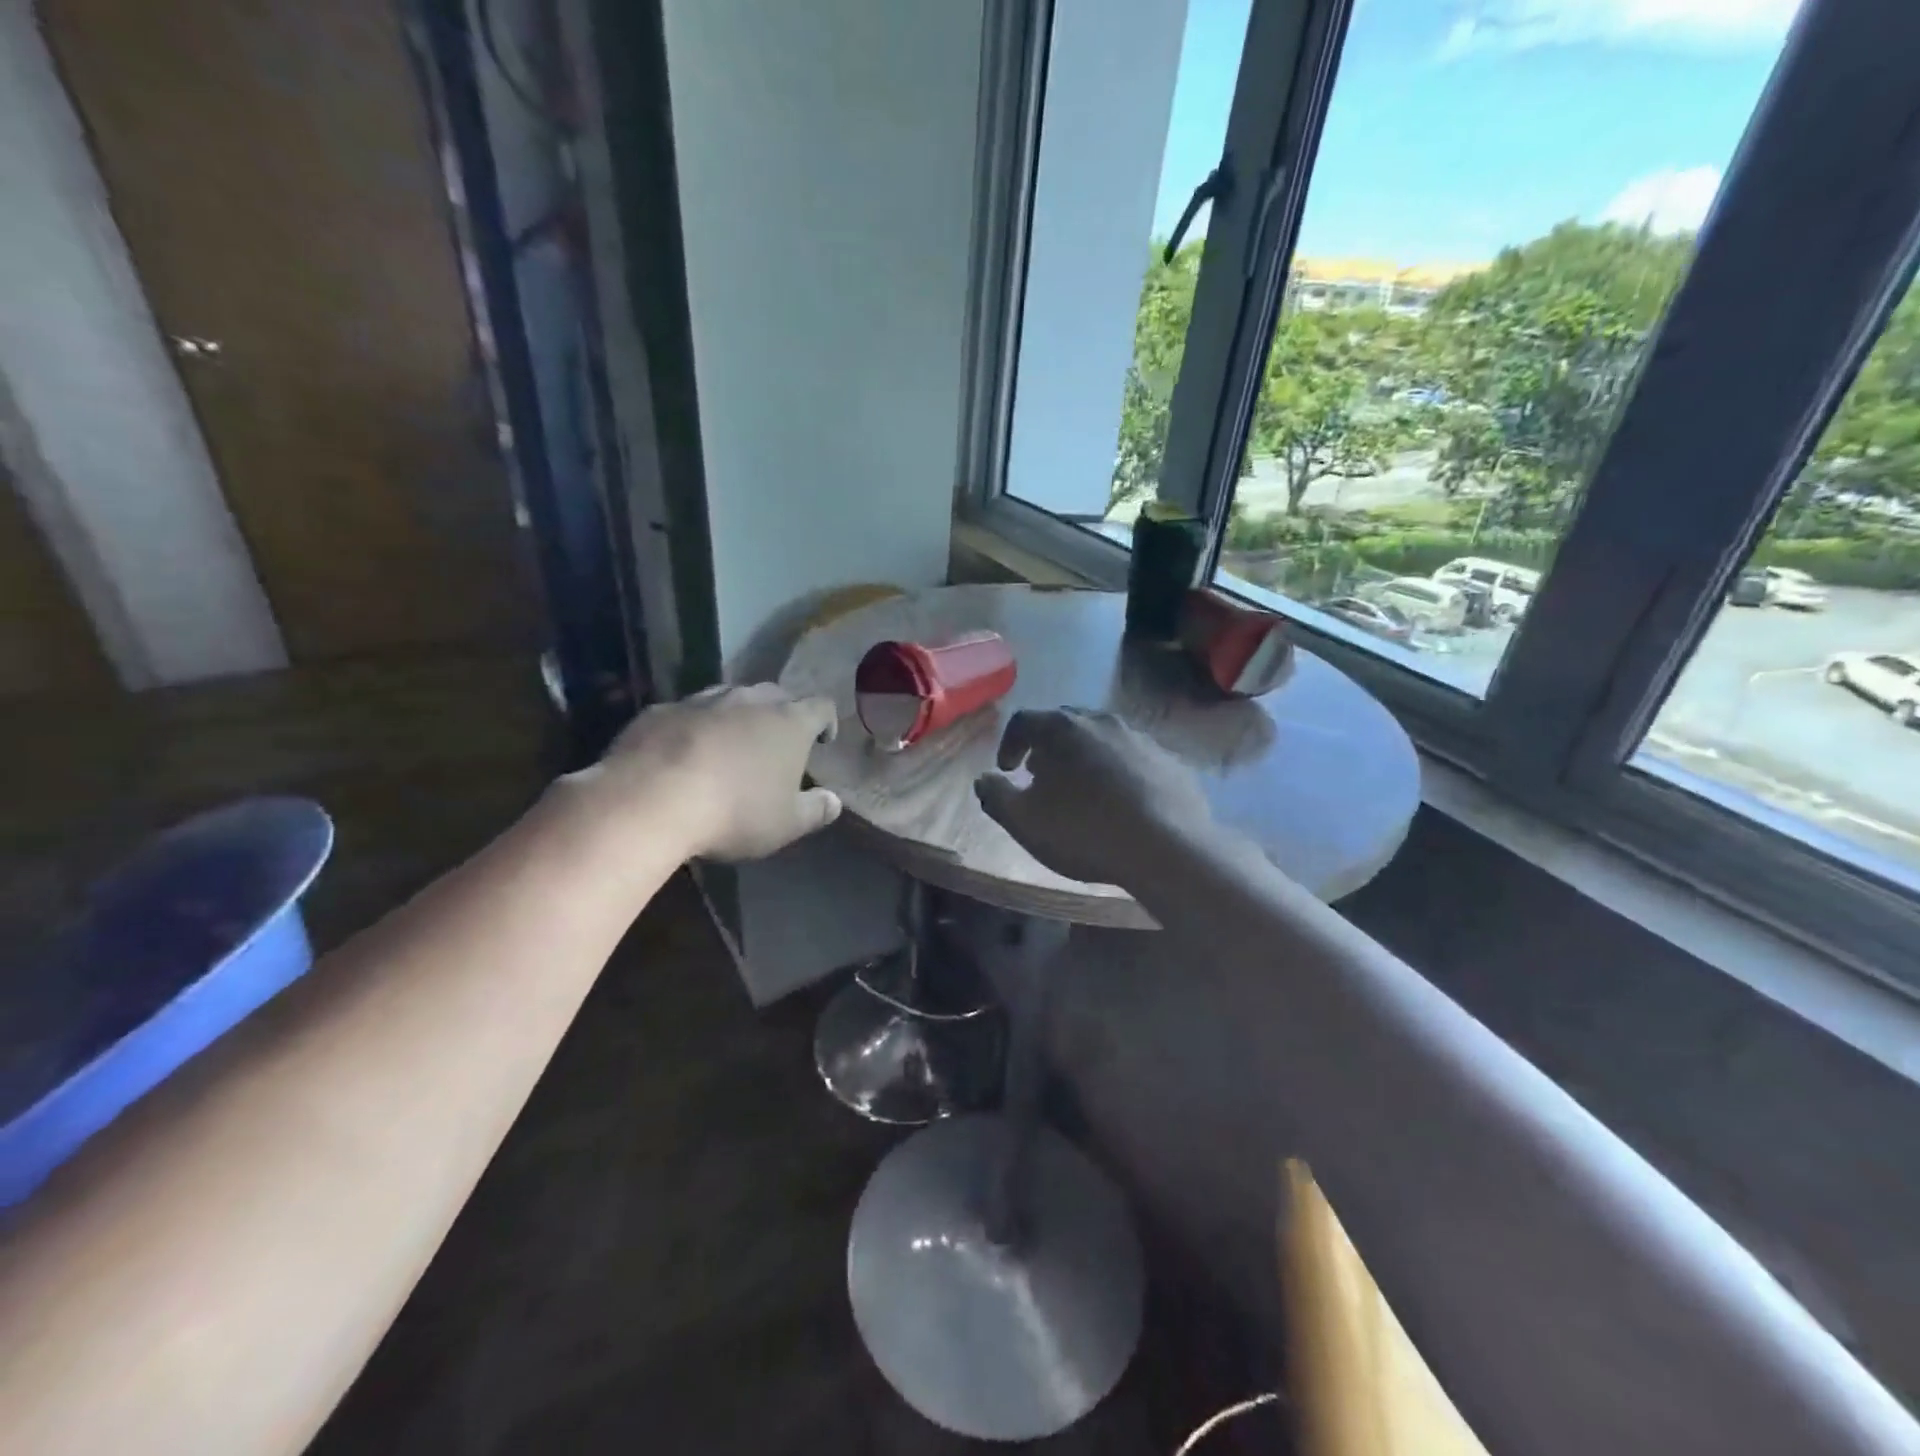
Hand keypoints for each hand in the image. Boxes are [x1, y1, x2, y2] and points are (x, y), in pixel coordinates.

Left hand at [570, 683, 841, 861]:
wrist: (650, 800)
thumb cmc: (734, 812)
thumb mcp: (786, 824)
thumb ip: (816, 810)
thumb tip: (834, 801)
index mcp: (789, 722)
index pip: (821, 706)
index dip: (825, 722)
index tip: (822, 742)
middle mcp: (749, 700)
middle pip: (775, 695)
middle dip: (781, 715)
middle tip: (776, 744)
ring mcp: (702, 700)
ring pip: (729, 698)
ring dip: (736, 717)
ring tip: (729, 747)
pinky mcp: (660, 710)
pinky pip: (687, 713)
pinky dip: (693, 728)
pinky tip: (683, 756)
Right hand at [974, 708, 1214, 888]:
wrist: (1168, 848)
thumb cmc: (1084, 831)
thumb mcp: (1024, 821)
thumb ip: (995, 796)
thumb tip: (984, 779)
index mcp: (1061, 728)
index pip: (1023, 721)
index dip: (1009, 744)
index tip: (1007, 770)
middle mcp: (1101, 721)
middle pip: (1064, 724)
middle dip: (1048, 748)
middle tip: (1041, 778)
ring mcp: (1140, 738)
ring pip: (1102, 739)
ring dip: (1085, 759)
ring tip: (1082, 792)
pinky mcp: (1170, 760)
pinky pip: (1134, 759)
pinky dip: (1120, 773)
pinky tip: (1122, 804)